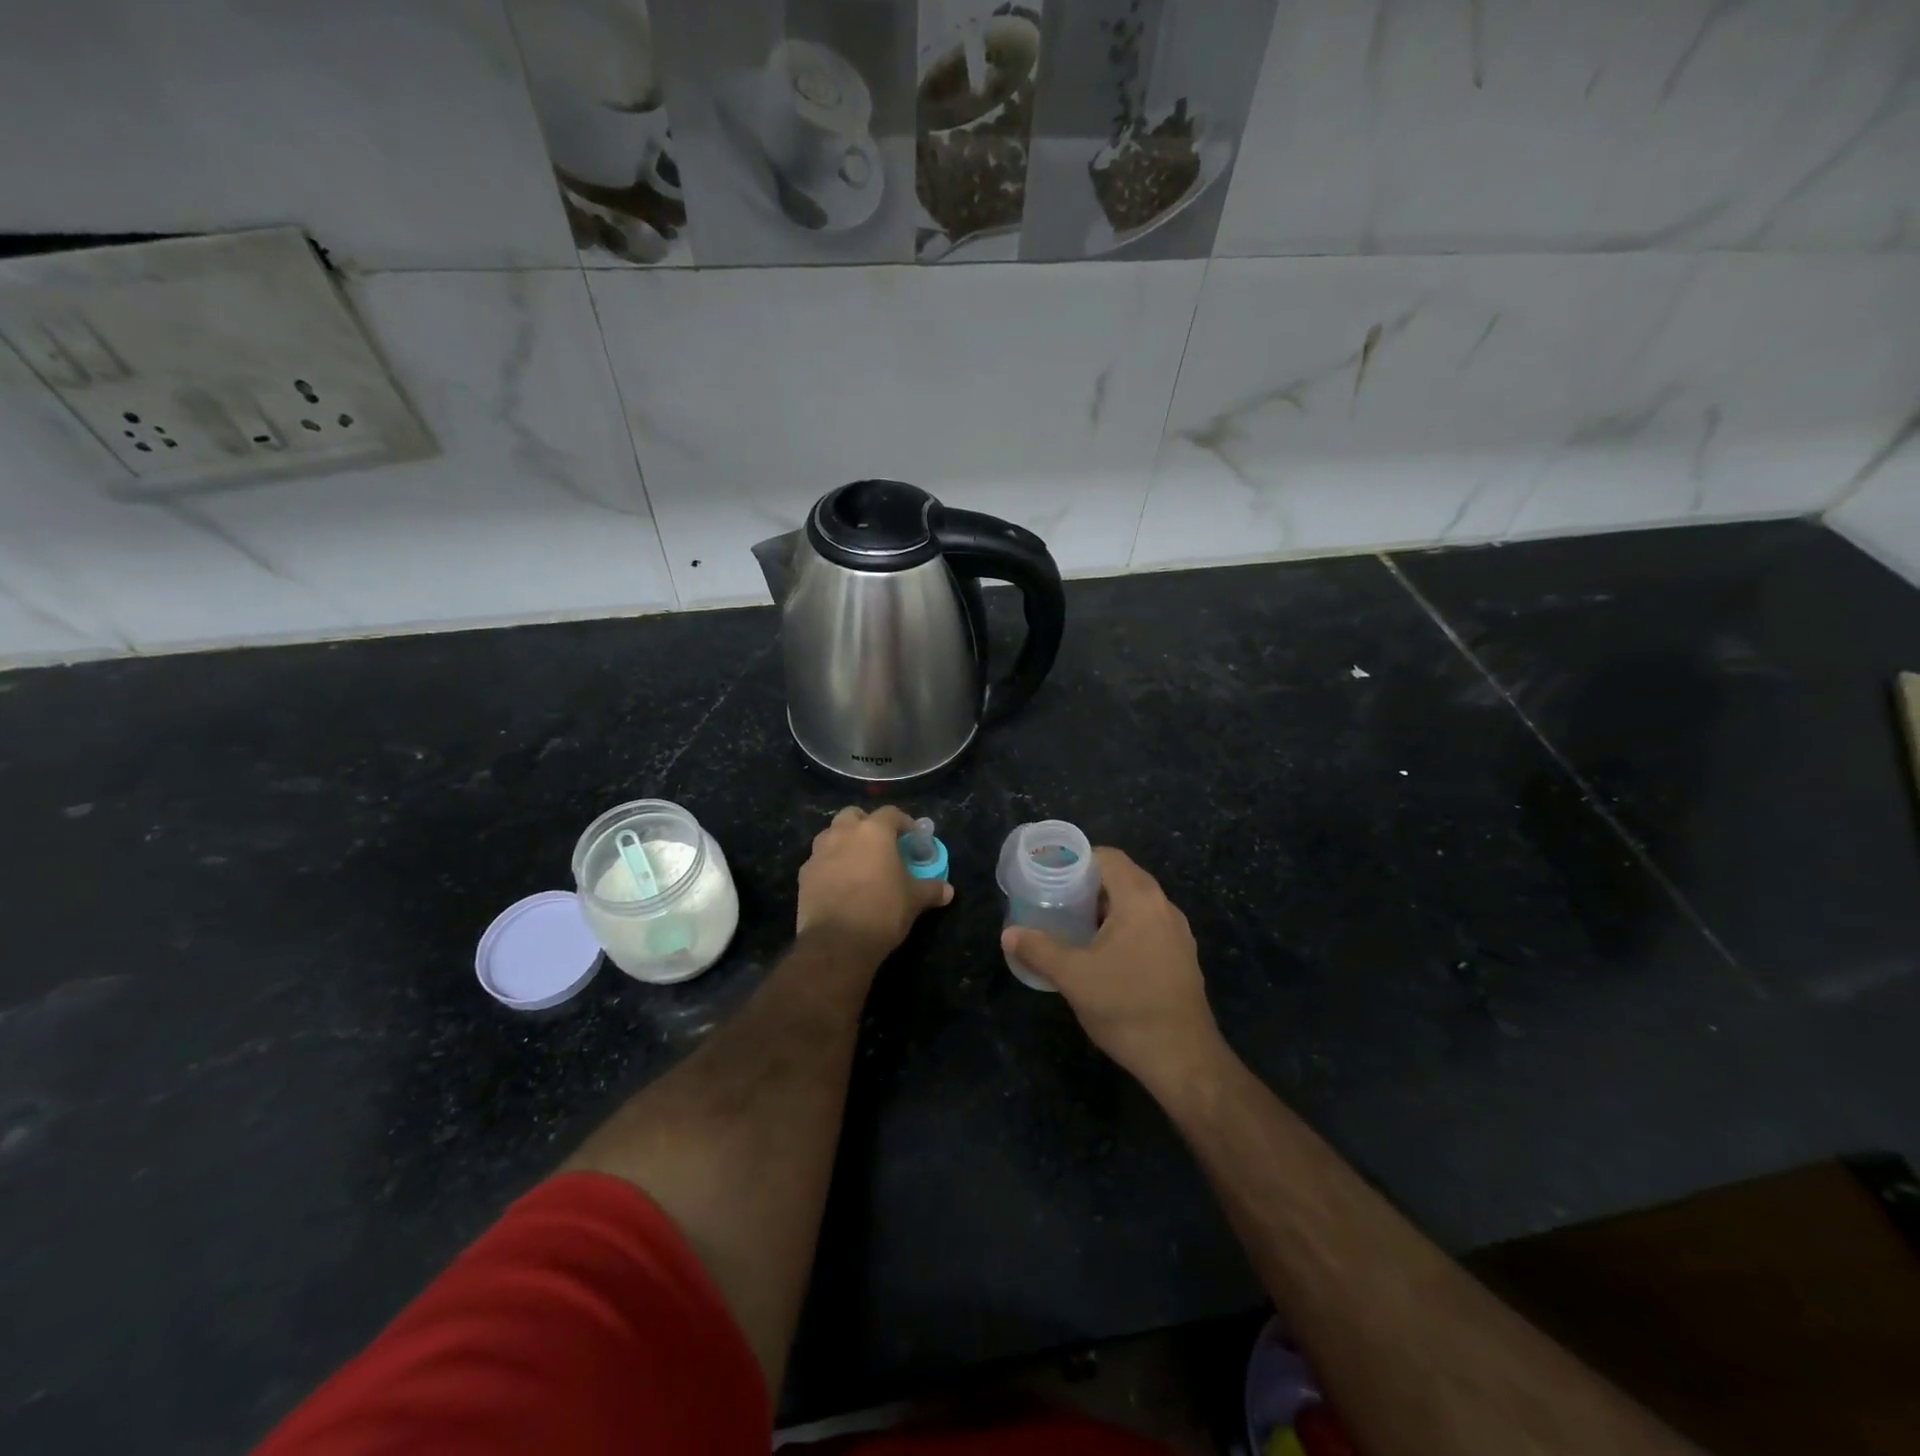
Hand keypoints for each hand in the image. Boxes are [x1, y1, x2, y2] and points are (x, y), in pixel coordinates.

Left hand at [797, 806, 953, 959]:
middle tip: (880, 845)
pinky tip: (839, 883)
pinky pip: (819, 860)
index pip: (891, 813)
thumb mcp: (914, 900)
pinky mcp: (804, 874)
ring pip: (831, 834)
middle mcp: (843, 833)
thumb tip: (948, 891)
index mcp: (873, 832)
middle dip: (866, 824)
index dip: (904, 823)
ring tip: (858, 863)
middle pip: (854, 815)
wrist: (837, 942)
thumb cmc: (882, 911)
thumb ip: (931, 889)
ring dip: (844, 842)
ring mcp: (819, 852)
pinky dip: (829, 865)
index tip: (912, 838)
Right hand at [1001, 848, 1223, 1093]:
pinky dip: (1123, 928)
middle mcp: (1164, 907)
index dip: (1078, 860)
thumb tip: (1009, 934)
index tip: (1051, 875)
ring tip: (1073, 926)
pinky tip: (1103, 955)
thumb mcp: (1073, 977)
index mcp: (1140, 899)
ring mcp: (1177, 933)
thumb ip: (1038, 950)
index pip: (1108, 857)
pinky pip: (1148, 926)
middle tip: (1056, 900)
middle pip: (1123, 878)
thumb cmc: (1126, 1006)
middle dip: (1088, 885)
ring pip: (1136, 904)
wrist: (1183, 1058)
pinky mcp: (1182, 957)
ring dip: (1105, 909)